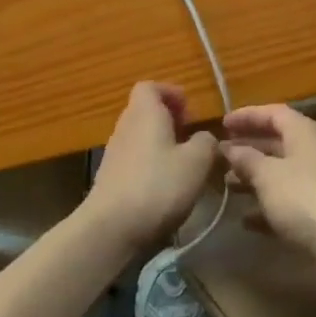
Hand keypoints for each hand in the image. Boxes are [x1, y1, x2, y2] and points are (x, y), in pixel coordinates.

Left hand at [84, 84, 220, 250]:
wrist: (110, 230)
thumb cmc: (158, 185)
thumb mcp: (197, 161)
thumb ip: (206, 142)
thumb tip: (204, 138)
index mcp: (145, 112)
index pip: (151, 86)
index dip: (171, 93)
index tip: (189, 112)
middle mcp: (125, 126)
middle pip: (145, 112)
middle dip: (169, 121)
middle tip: (190, 140)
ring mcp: (113, 154)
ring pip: (140, 138)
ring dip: (160, 146)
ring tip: (181, 167)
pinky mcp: (109, 180)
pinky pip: (133, 162)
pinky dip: (149, 167)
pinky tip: (163, 190)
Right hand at [221, 106, 315, 267]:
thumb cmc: (304, 197)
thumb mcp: (268, 175)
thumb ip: (247, 159)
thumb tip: (229, 148)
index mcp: (303, 132)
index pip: (273, 113)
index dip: (248, 116)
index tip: (223, 123)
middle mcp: (311, 152)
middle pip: (276, 143)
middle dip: (248, 148)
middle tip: (220, 155)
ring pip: (279, 174)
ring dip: (253, 178)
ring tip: (225, 185)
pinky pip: (285, 203)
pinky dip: (265, 208)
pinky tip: (245, 220)